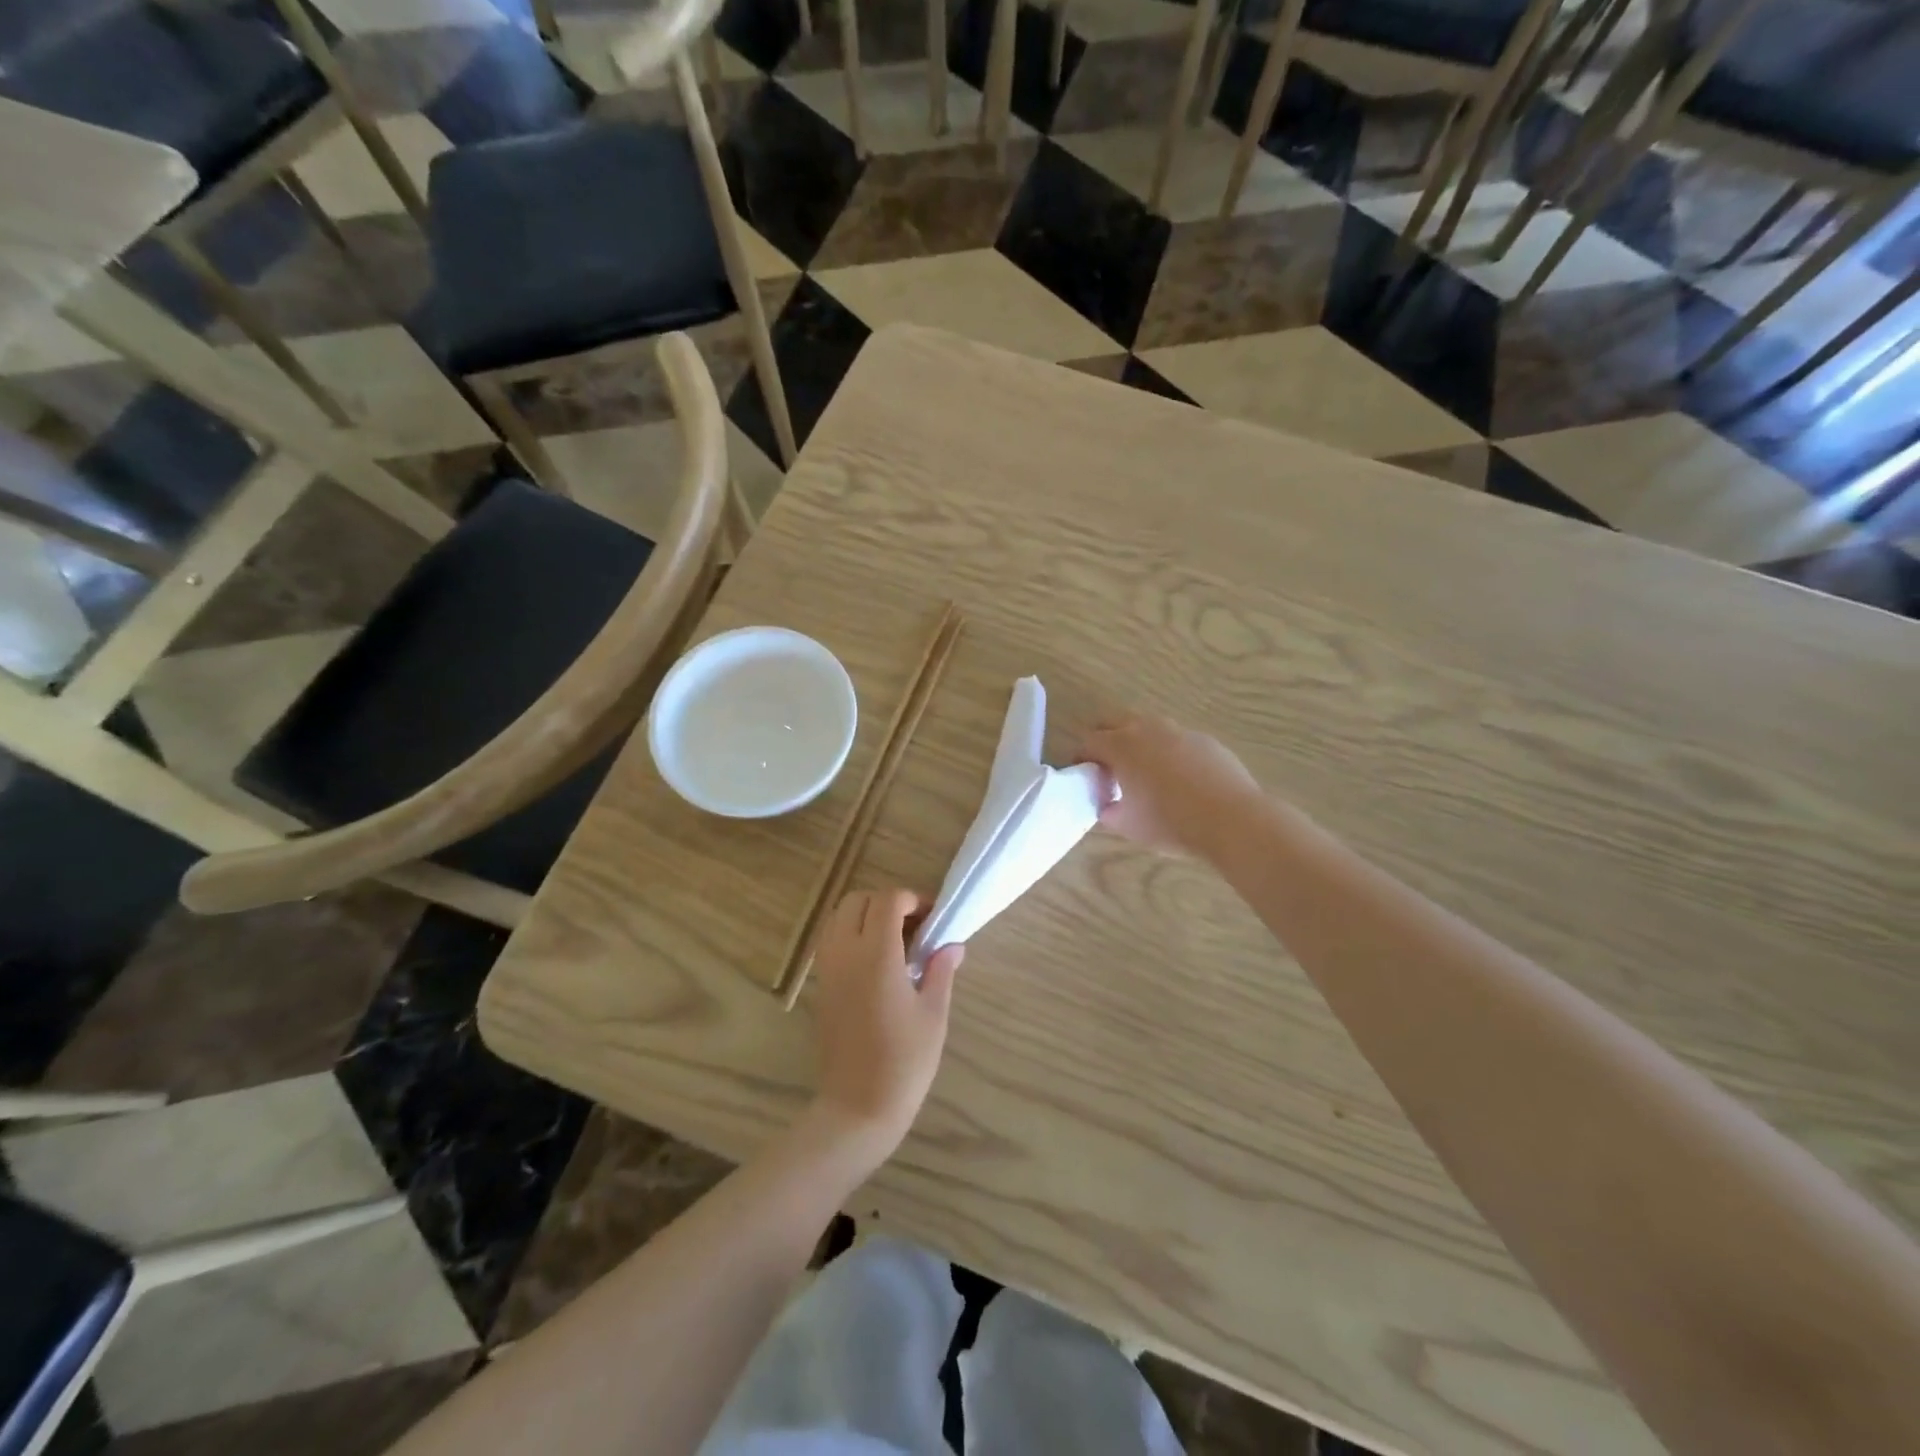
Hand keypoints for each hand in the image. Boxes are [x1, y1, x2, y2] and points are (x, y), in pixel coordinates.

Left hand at [810, 889, 964, 1155]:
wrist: (858, 1107)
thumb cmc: (904, 1062)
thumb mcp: (934, 1014)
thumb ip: (941, 970)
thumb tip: (951, 944)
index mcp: (877, 955)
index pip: (888, 900)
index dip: (912, 900)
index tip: (933, 919)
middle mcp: (845, 953)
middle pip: (858, 900)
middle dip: (887, 902)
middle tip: (914, 926)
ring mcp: (827, 969)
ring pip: (839, 917)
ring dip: (866, 916)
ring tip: (895, 942)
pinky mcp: (820, 986)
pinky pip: (831, 941)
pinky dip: (852, 935)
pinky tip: (877, 963)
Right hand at [1081, 713, 1260, 858]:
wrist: (1232, 819)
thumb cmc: (1170, 822)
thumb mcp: (1128, 825)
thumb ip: (1108, 810)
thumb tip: (1107, 804)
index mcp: (1121, 746)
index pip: (1088, 741)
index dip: (1080, 757)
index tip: (1082, 775)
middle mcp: (1147, 729)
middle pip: (1114, 722)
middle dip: (1105, 740)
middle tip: (1107, 768)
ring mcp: (1178, 731)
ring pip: (1147, 727)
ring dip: (1137, 742)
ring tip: (1143, 772)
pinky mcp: (1204, 739)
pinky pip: (1175, 740)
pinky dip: (1167, 752)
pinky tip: (1178, 779)